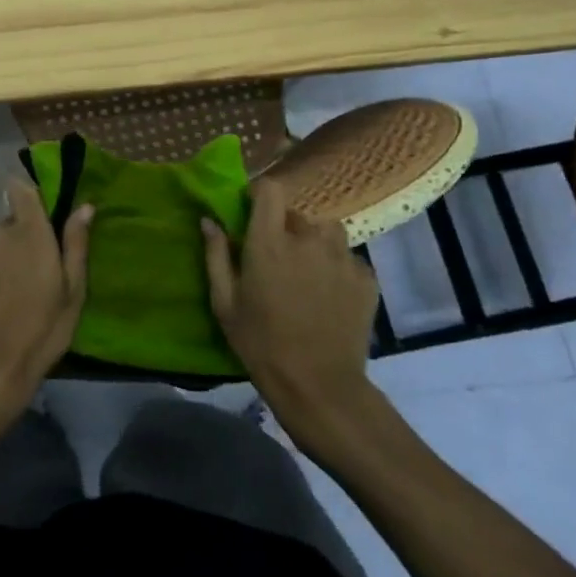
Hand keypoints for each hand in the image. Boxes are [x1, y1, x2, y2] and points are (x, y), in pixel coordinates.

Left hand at [0, 181, 92, 417]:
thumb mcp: (73, 291)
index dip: (26, 197)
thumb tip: (84, 207)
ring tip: (1, 294)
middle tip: (25, 272)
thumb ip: (75, 244)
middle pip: (4, 224)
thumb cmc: (42, 330)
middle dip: (14, 239)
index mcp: (28, 232)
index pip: (20, 189)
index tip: (36, 215)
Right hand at [203, 179, 381, 444]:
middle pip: (298, 214)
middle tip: (277, 258)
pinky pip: (348, 258)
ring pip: (327, 232)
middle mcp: (309, 239)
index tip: (252, 211)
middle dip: (286, 228)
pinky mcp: (366, 278)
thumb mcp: (225, 304)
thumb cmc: (261, 344)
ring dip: (315, 243)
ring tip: (307, 272)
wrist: (319, 387)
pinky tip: (330, 295)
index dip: (261, 194)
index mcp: (270, 241)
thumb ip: (216, 255)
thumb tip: (209, 220)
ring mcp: (342, 257)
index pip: (270, 189)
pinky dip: (337, 268)